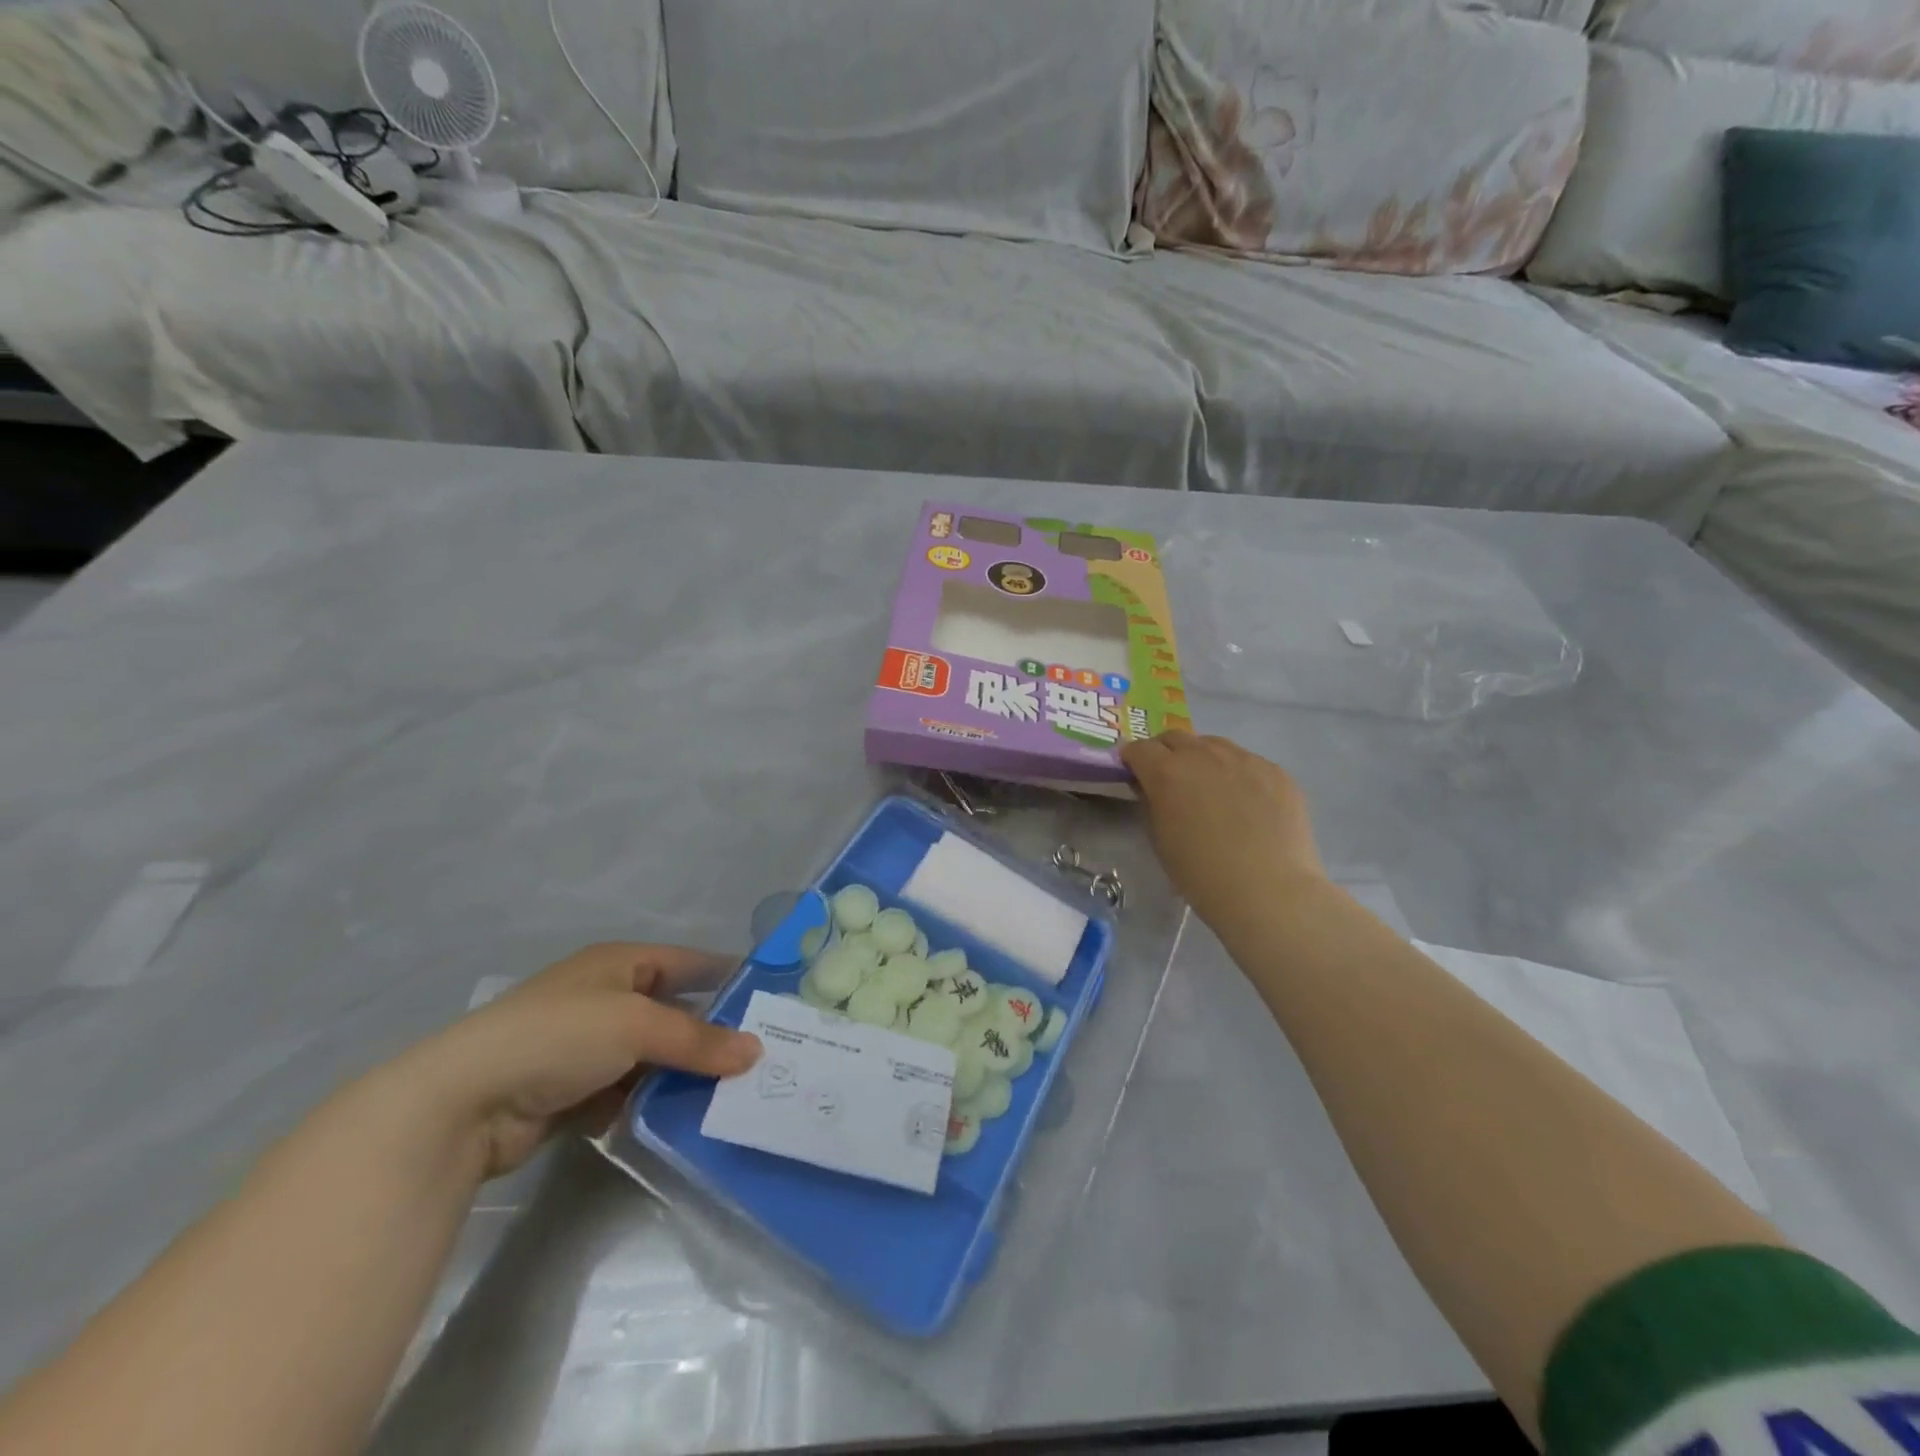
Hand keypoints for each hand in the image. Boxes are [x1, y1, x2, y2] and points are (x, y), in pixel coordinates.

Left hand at [389, 944, 760, 1181]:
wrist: (461, 1103)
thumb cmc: (558, 1036)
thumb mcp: (636, 1026)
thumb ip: (698, 1040)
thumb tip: (755, 1052)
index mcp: (618, 963)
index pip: (687, 961)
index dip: (726, 975)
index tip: (769, 998)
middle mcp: (604, 997)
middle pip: (671, 1011)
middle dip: (710, 1034)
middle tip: (760, 1056)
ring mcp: (584, 1047)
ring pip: (651, 1057)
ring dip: (682, 1074)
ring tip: (732, 1093)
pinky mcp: (570, 1092)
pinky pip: (626, 1092)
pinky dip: (650, 1103)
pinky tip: (682, 1120)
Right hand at [1122, 731, 1326, 937]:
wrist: (1269, 891)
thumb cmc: (1201, 874)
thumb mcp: (1160, 840)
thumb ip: (1150, 803)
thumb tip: (1150, 786)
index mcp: (1167, 772)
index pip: (1139, 748)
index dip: (1132, 759)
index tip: (1134, 773)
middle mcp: (1203, 755)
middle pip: (1175, 737)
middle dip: (1164, 752)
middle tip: (1168, 777)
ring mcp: (1244, 759)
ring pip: (1213, 745)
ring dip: (1202, 757)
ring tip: (1209, 787)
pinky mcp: (1276, 771)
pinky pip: (1247, 762)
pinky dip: (1237, 773)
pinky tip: (1245, 803)